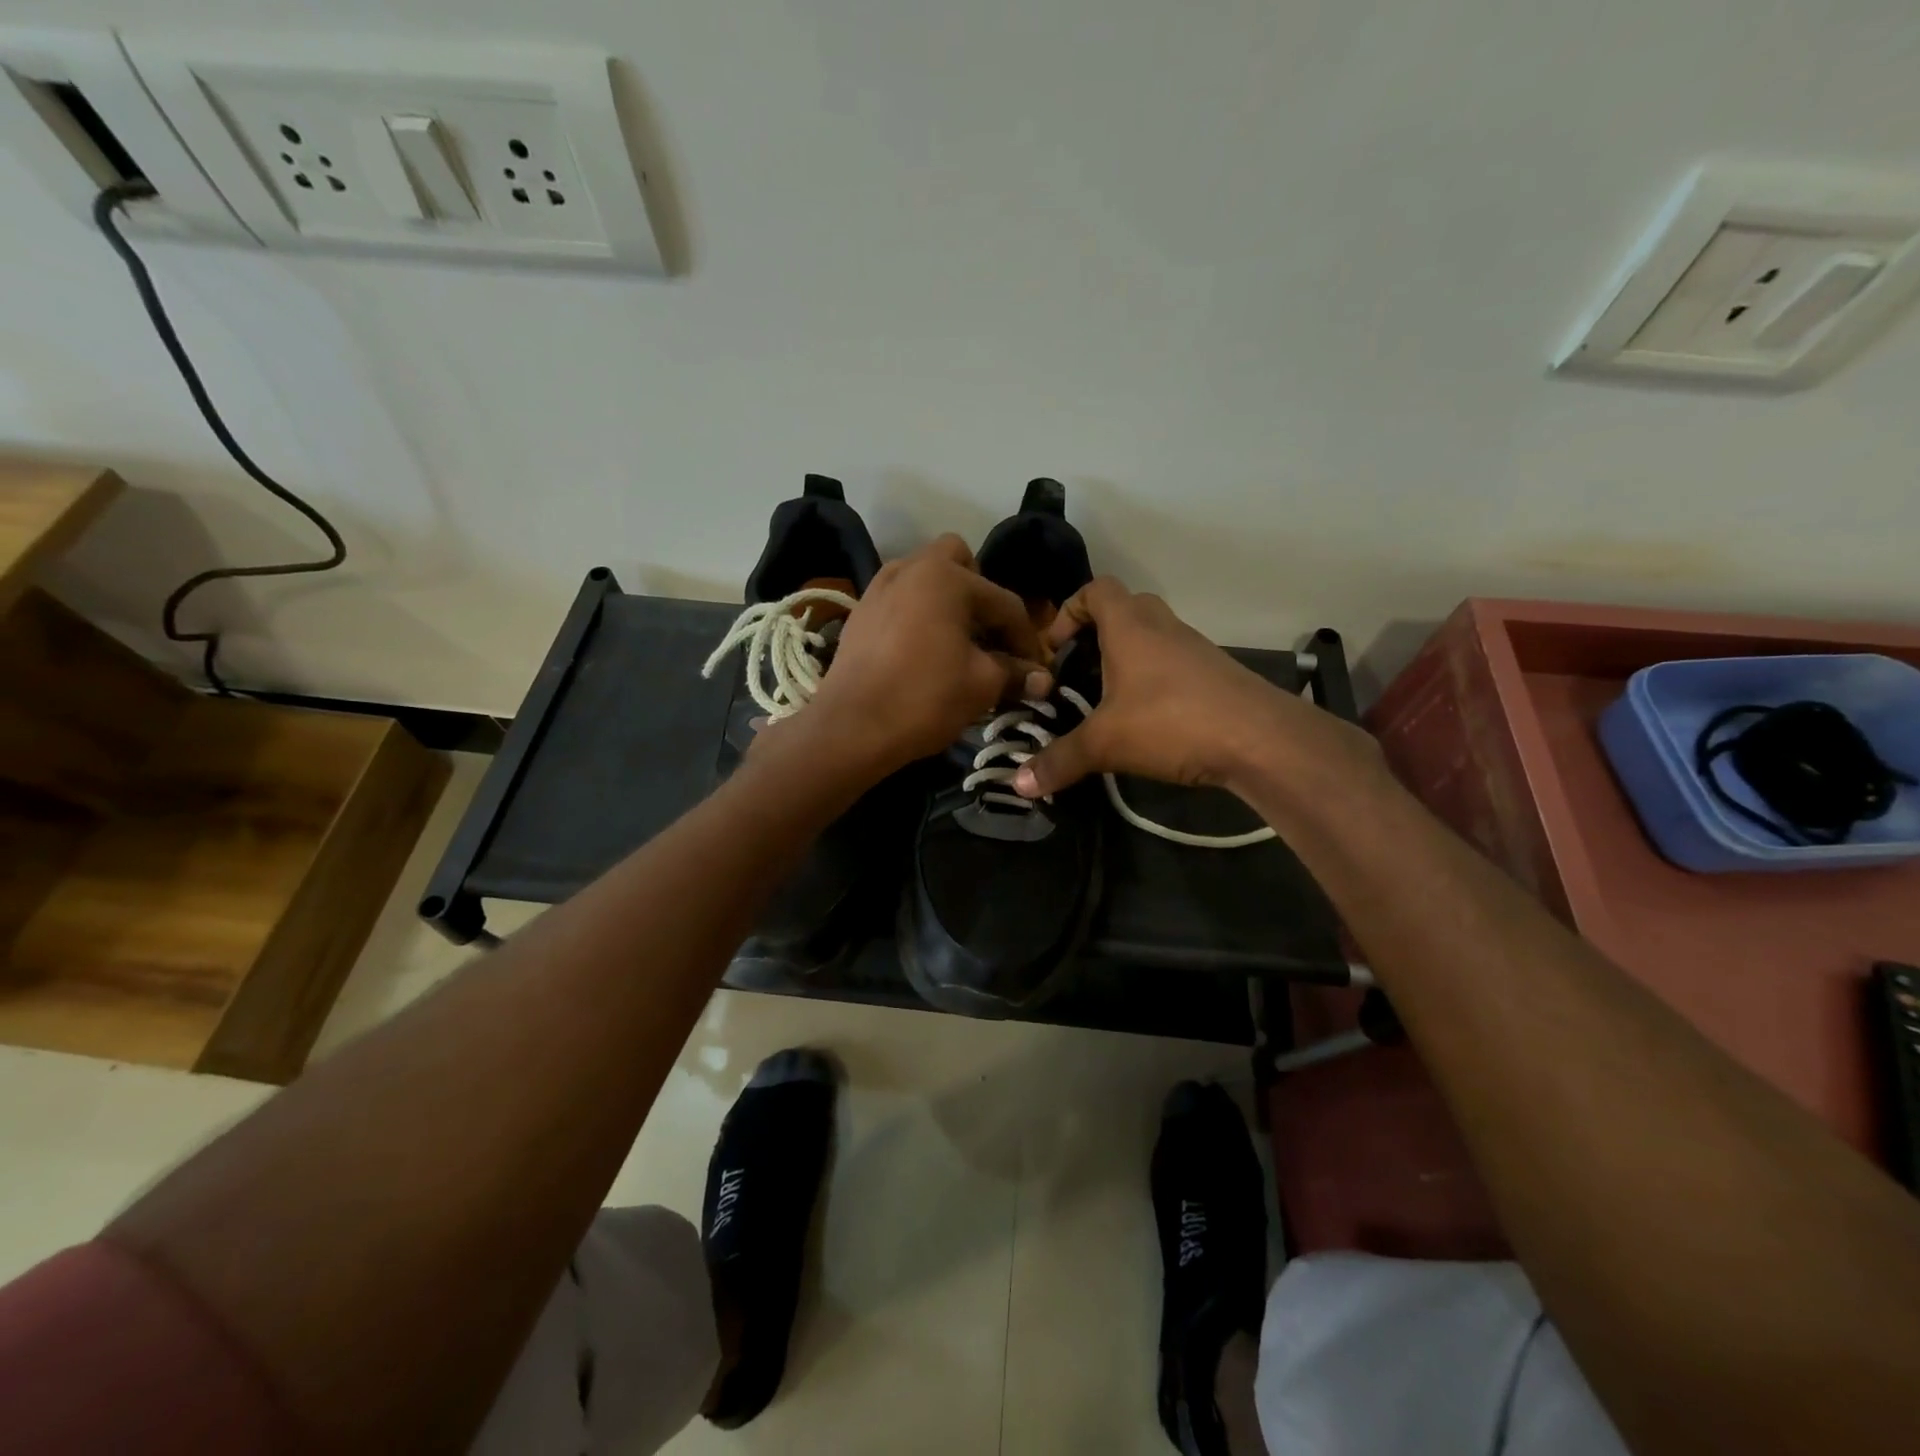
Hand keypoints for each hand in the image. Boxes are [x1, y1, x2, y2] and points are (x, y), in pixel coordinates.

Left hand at [782, 535, 1051, 775]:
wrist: (850, 728)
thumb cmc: (924, 698)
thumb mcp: (981, 685)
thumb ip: (1015, 673)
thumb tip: (1041, 679)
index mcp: (946, 577)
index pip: (1004, 602)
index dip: (1026, 638)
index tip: (1036, 668)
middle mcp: (911, 568)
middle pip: (960, 562)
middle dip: (981, 593)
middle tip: (989, 636)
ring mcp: (879, 587)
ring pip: (925, 577)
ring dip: (948, 601)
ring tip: (958, 643)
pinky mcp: (861, 612)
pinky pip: (901, 598)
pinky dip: (919, 614)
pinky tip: (924, 651)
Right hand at [1012, 578, 1379, 799]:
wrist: (1260, 739)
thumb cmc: (1172, 722)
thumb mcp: (1106, 743)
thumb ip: (1059, 761)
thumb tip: (1018, 785)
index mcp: (1130, 626)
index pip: (1095, 590)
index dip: (1068, 611)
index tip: (1054, 650)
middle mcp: (1163, 627)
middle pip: (1125, 609)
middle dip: (1096, 636)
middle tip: (1077, 674)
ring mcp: (1194, 648)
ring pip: (1152, 638)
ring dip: (1127, 659)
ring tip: (1107, 702)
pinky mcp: (1215, 674)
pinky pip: (1173, 663)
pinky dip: (1154, 680)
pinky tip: (1146, 720)